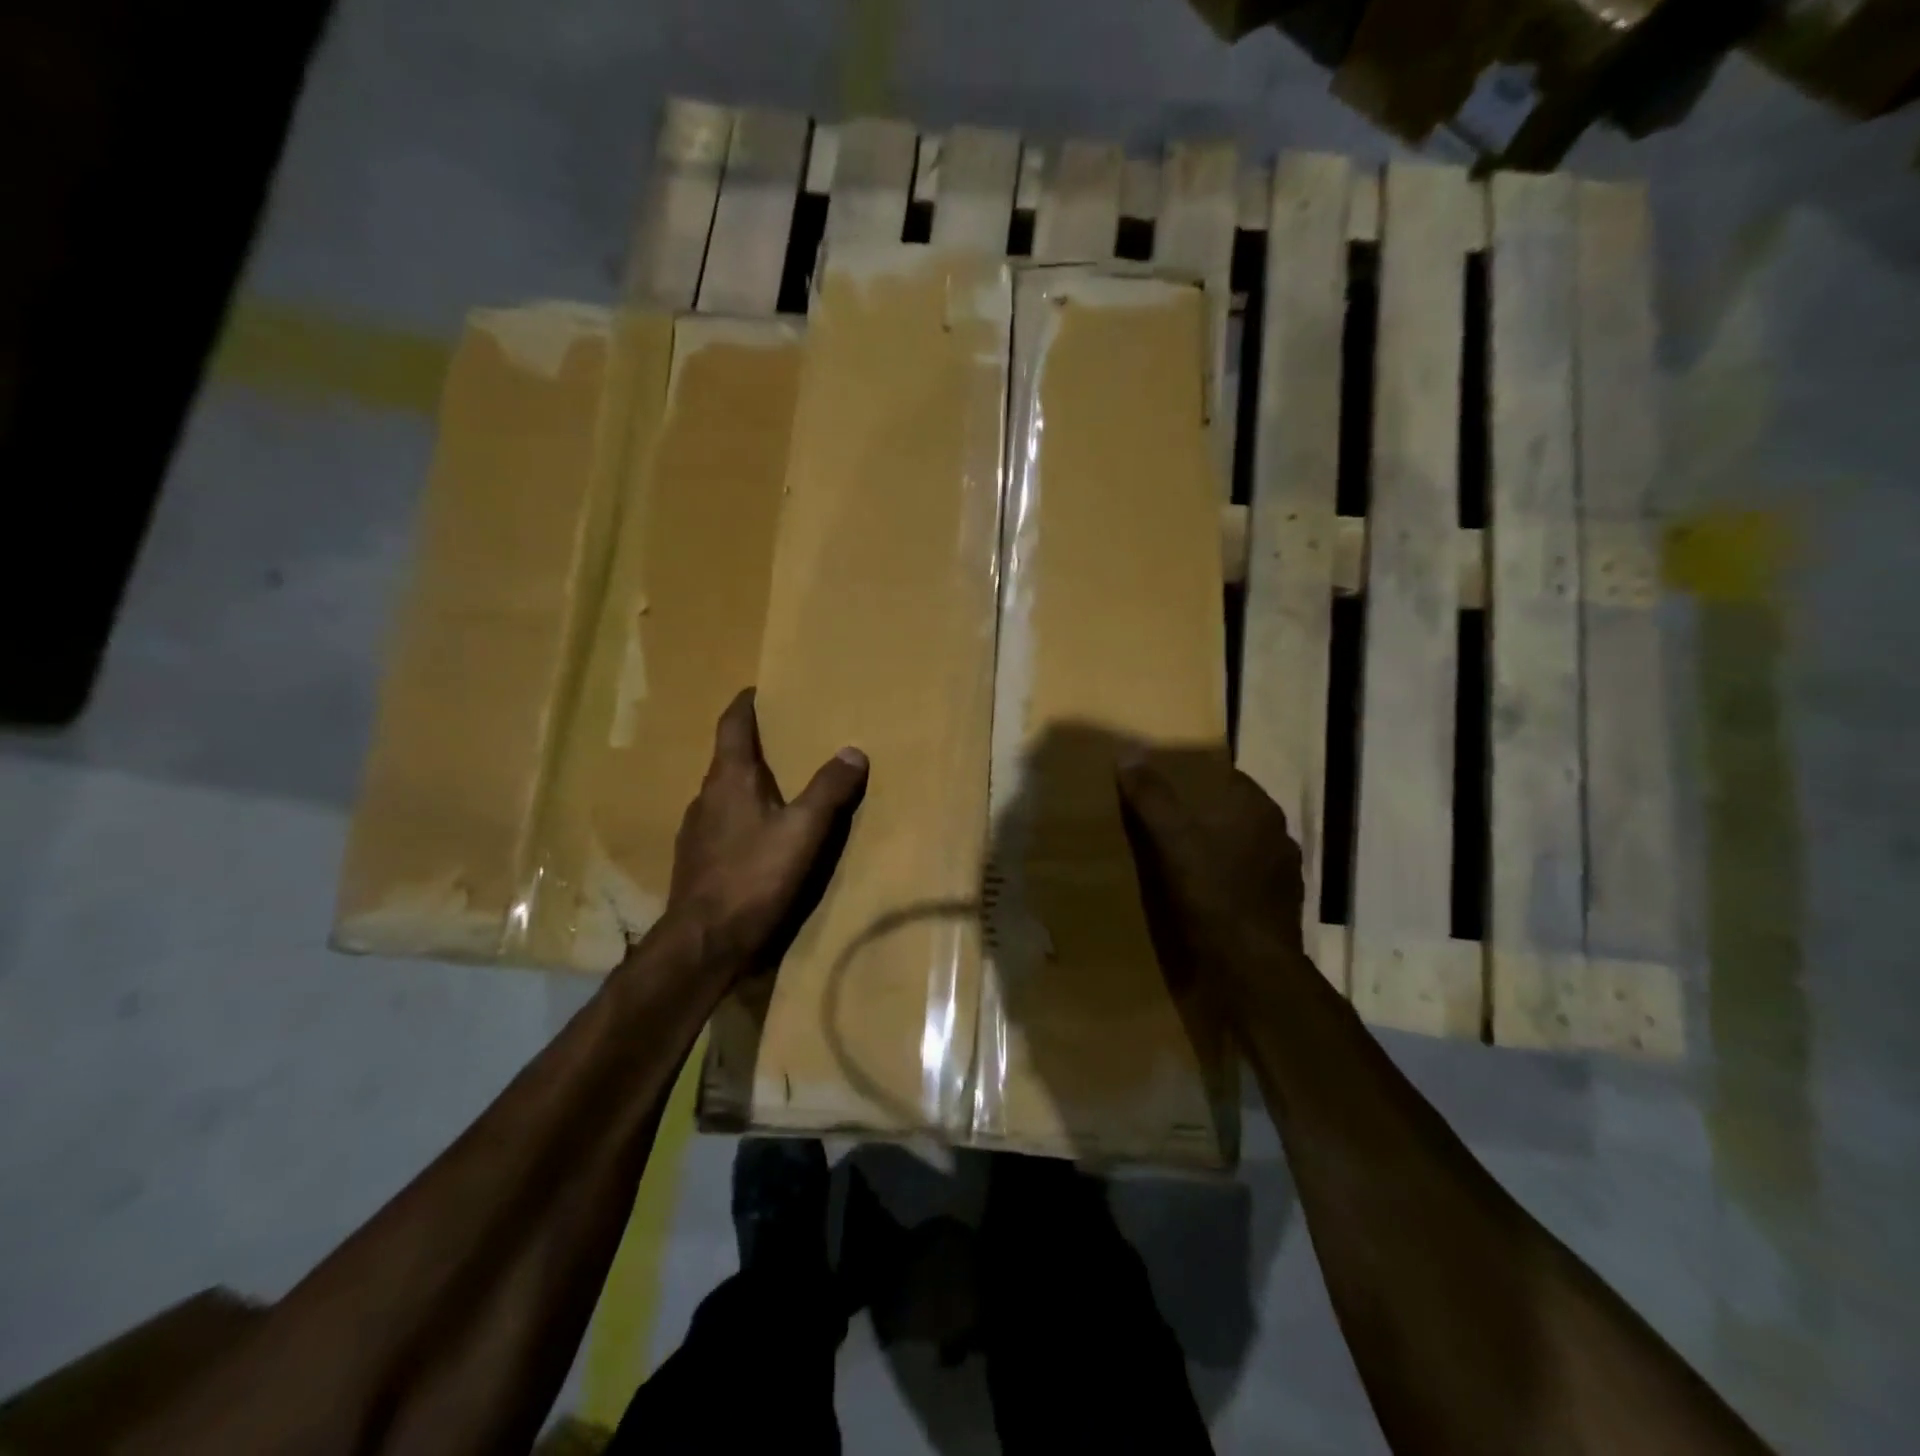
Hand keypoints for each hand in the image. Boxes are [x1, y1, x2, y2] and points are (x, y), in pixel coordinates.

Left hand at [664, 688, 868, 976]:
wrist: (704, 941)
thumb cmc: (753, 877)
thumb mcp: (803, 832)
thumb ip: (829, 790)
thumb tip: (853, 750)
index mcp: (729, 780)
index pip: (732, 726)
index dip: (745, 705)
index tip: (757, 690)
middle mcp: (706, 797)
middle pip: (727, 758)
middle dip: (752, 745)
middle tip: (784, 739)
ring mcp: (696, 830)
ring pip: (723, 793)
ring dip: (747, 783)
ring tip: (778, 788)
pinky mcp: (696, 860)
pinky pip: (721, 823)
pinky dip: (741, 816)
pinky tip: (760, 836)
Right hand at [1115, 747, 1307, 1003]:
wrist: (1251, 971)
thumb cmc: (1212, 894)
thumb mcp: (1171, 839)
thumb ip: (1152, 795)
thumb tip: (1129, 751)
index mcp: (1258, 808)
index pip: (1223, 777)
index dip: (1191, 780)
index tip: (1159, 787)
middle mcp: (1277, 835)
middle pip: (1229, 813)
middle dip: (1199, 816)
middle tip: (1158, 823)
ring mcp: (1282, 875)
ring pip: (1238, 849)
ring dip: (1212, 851)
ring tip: (1174, 860)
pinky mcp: (1277, 909)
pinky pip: (1242, 882)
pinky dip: (1222, 883)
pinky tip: (1197, 896)